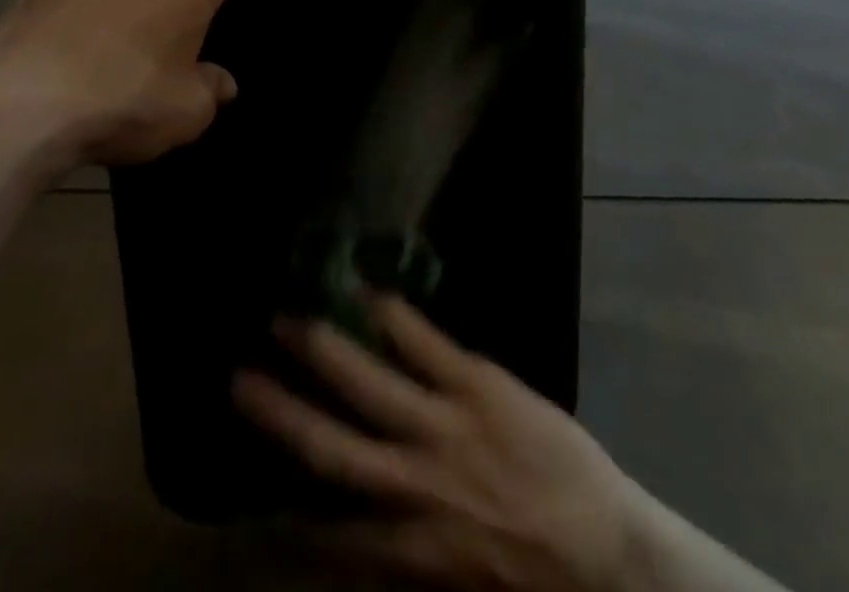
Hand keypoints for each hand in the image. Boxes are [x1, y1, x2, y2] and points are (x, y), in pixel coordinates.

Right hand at [234, 298, 641, 591]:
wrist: (609, 552)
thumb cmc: (533, 576)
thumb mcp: (455, 585)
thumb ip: (400, 555)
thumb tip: (348, 531)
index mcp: (406, 548)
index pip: (325, 531)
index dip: (279, 514)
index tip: (243, 492)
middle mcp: (411, 485)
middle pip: (330, 445)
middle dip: (281, 411)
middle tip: (239, 375)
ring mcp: (443, 425)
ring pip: (367, 381)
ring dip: (322, 348)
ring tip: (285, 318)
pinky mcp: (475, 383)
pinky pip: (422, 341)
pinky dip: (390, 313)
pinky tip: (366, 286)